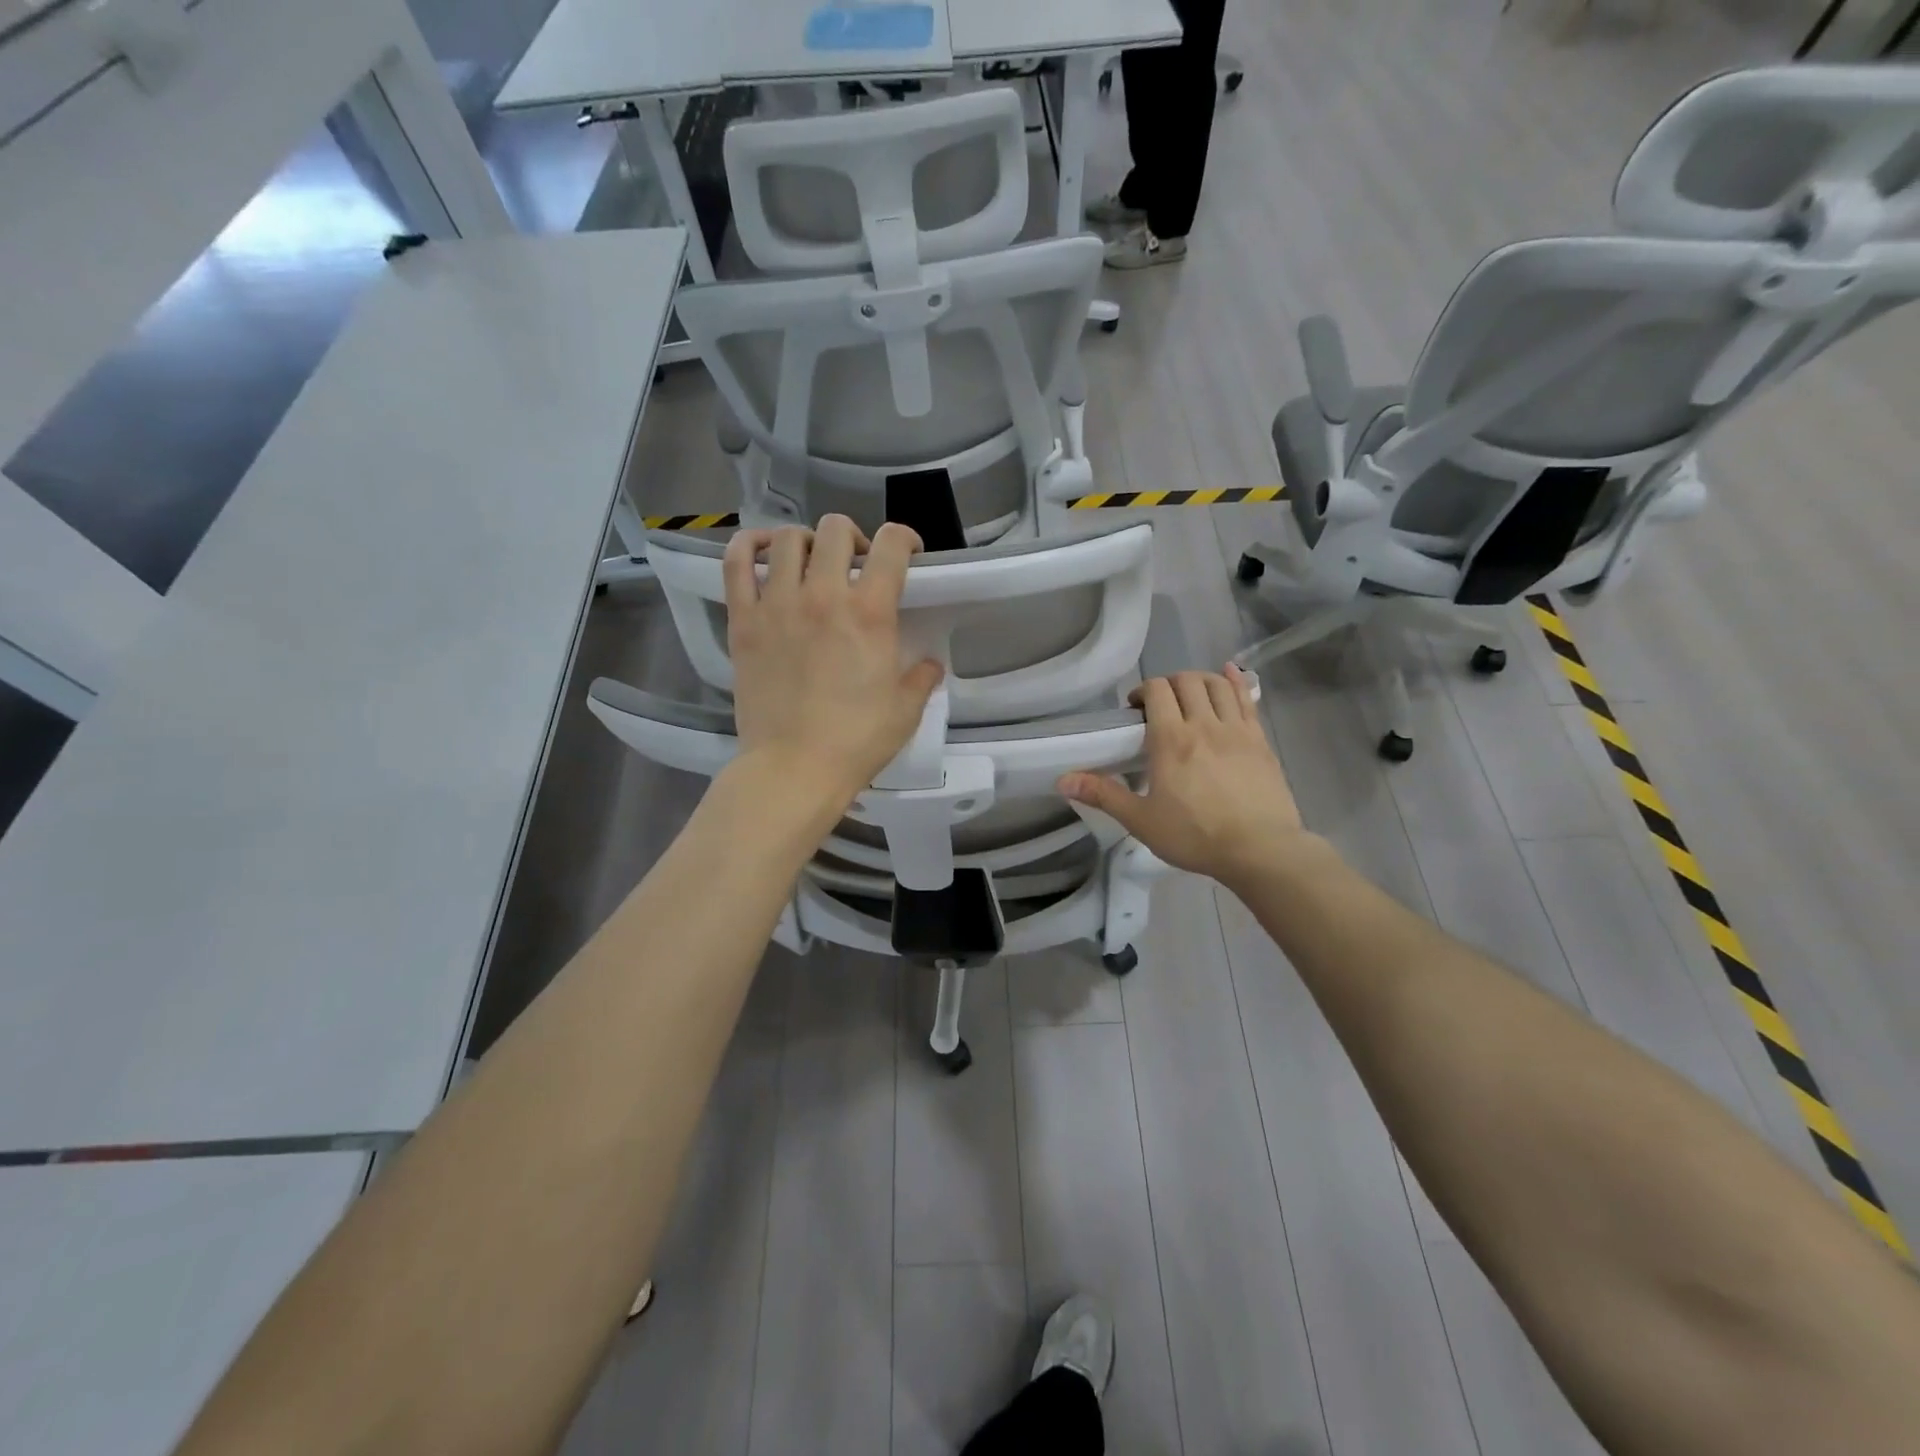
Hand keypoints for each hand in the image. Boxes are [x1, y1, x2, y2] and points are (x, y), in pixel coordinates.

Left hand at [725, 516, 944, 809]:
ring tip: (811, 563)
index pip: (891, 545)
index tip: (907, 553)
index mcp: (870, 613)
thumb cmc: (856, 741)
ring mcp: (777, 604)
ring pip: (787, 539)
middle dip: (854, 537)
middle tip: (856, 564)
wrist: (794, 768)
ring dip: (806, 542)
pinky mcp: (743, 621)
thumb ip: (921, 678)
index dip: (905, 538)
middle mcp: (823, 595)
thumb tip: (929, 664)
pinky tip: (763, 553)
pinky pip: (736, 563)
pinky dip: (748, 546)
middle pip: (836, 530)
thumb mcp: (906, 711)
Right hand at [1059, 666, 1309, 886]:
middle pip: (1186, 680)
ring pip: (1217, 684)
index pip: (1157, 690)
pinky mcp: (1260, 740)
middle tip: (1161, 705)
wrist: (1260, 849)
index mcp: (1171, 739)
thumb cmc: (1195, 836)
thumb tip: (1062, 780)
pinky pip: (1246, 698)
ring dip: (1199, 680)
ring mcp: (1237, 729)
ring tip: (1191, 694)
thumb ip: (1104, 795)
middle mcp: (1204, 724)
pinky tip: (1229, 675)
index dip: (1143, 690)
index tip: (1136, 709)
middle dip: (1169, 683)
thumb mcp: (1142, 820)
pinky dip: (1234, 682)